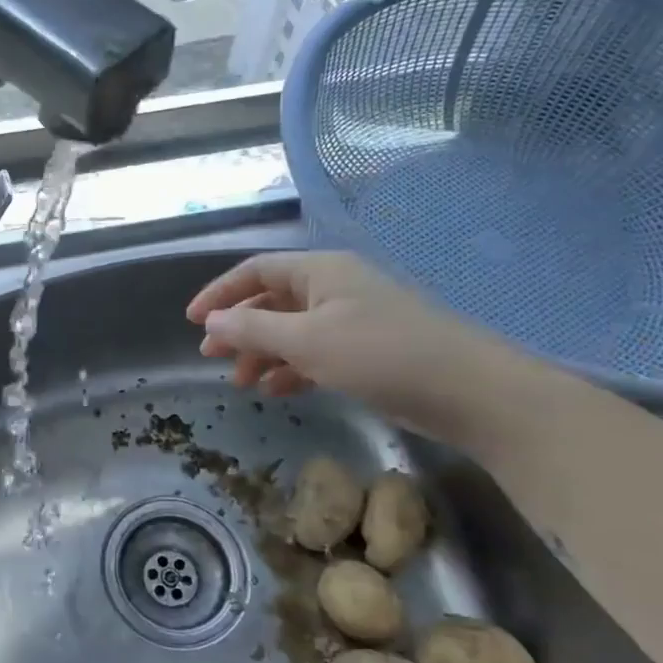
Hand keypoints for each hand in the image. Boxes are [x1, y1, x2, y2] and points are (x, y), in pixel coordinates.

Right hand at [185, 252, 548, 446]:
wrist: (471, 392)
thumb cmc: (382, 355)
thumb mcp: (307, 341)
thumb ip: (253, 329)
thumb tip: (211, 321)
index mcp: (320, 271)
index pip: (255, 271)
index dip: (220, 292)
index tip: (191, 321)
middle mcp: (335, 287)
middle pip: (272, 300)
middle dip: (239, 328)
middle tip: (212, 357)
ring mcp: (354, 319)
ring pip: (293, 330)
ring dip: (263, 353)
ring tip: (242, 383)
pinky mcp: (369, 350)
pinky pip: (317, 351)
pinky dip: (293, 368)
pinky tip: (278, 390)